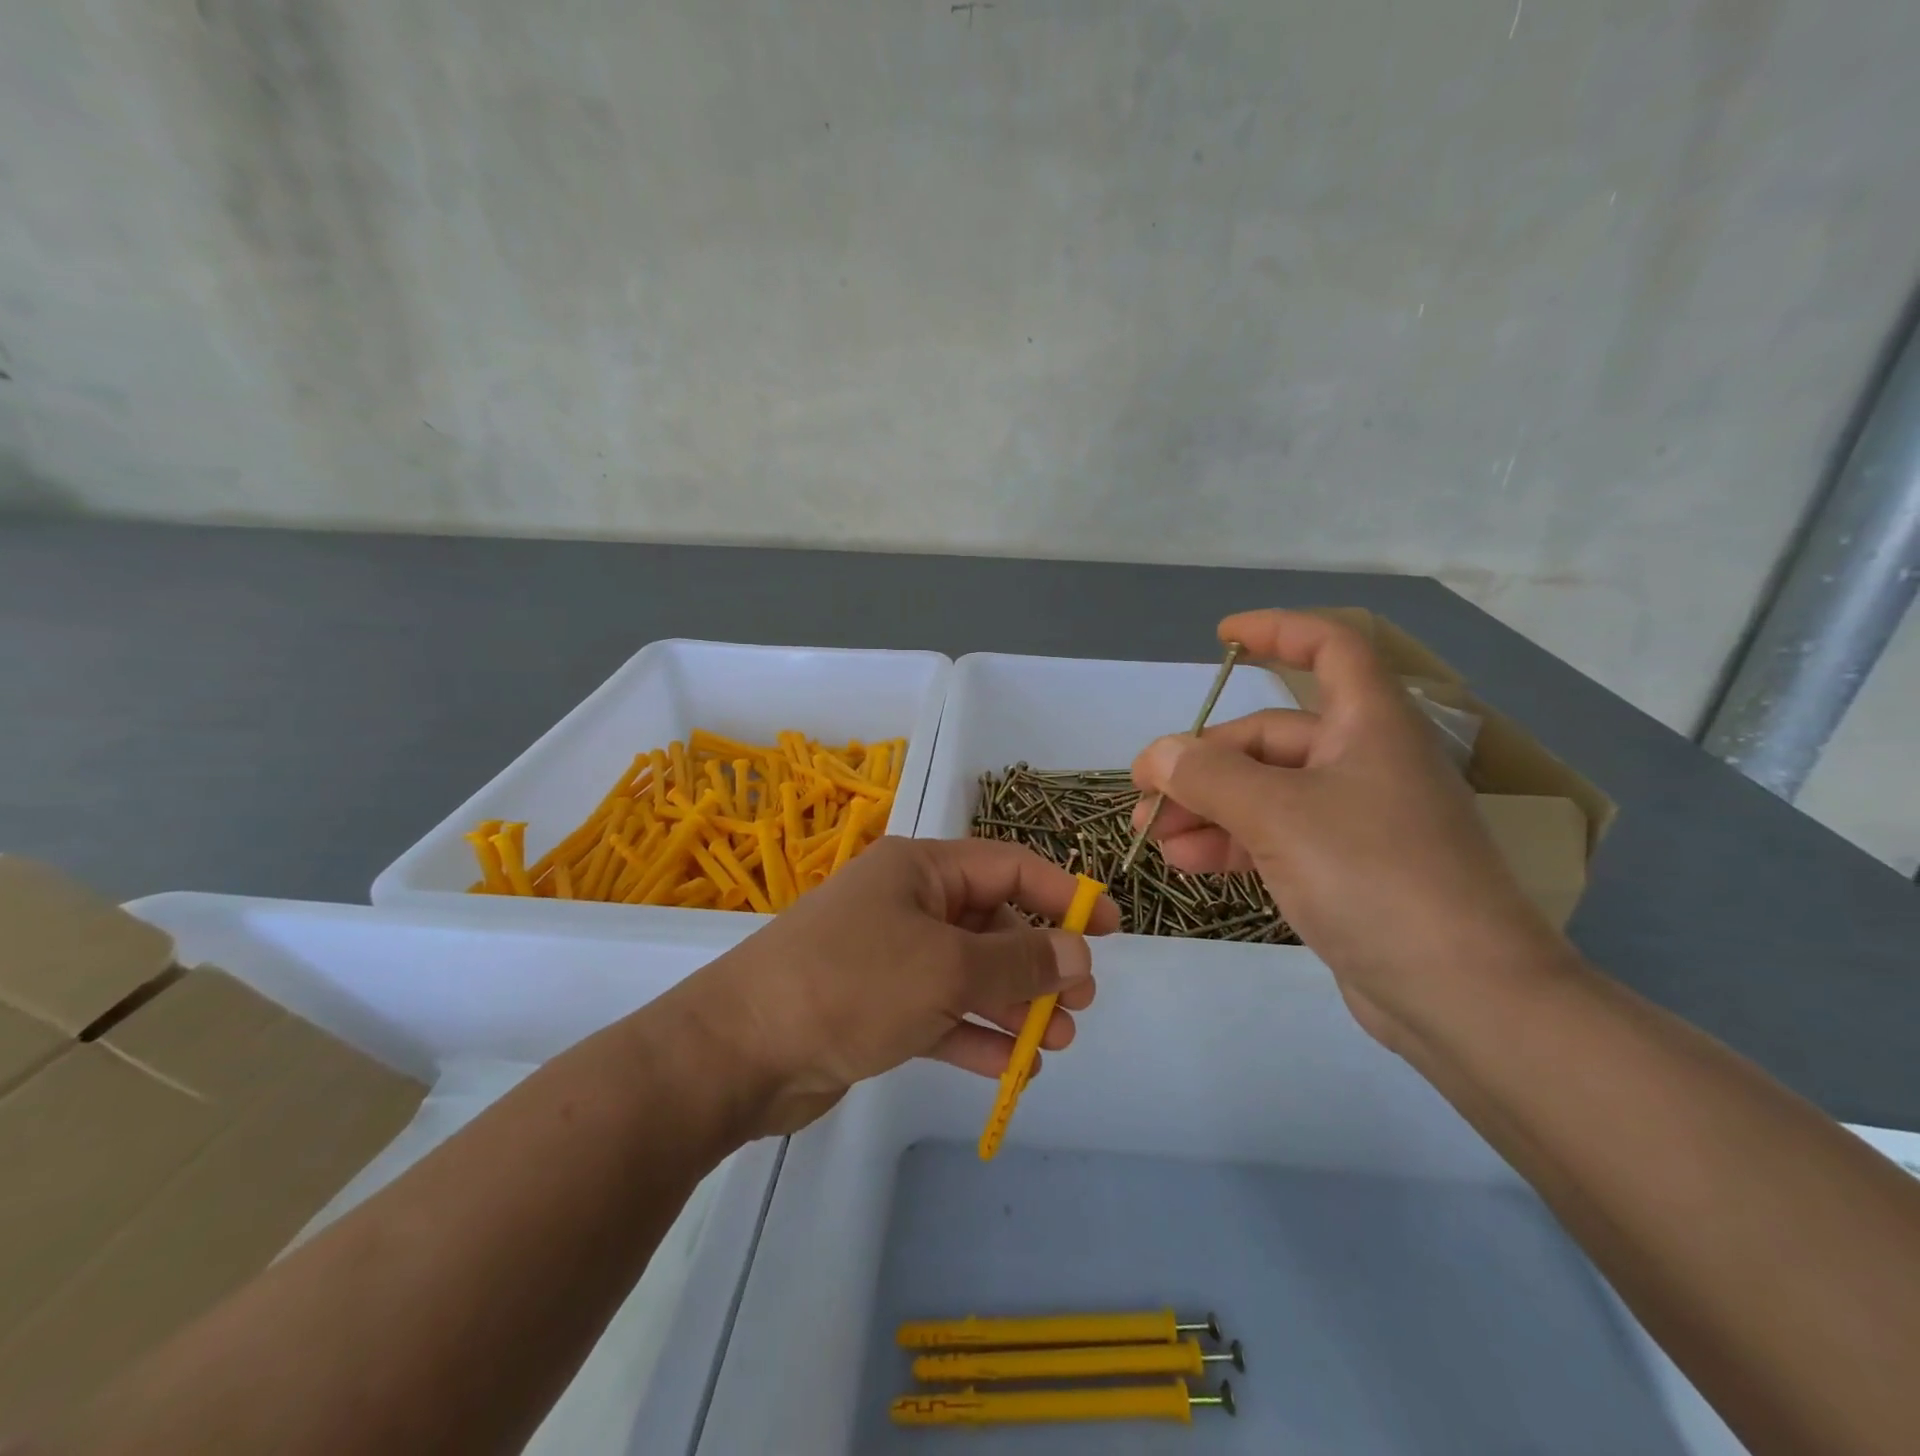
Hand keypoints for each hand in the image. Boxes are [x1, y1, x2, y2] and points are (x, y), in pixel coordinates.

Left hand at [679, 837, 1118, 1135]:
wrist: (740, 1051)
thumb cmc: (852, 983)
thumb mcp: (946, 968)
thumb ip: (1018, 961)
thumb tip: (1077, 952)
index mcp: (921, 870)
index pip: (1009, 867)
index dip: (1063, 894)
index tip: (1110, 928)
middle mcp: (908, 904)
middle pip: (992, 923)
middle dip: (1039, 961)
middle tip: (1081, 1002)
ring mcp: (890, 957)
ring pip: (970, 973)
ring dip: (1014, 1005)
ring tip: (1059, 1042)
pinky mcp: (877, 1007)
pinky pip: (941, 1013)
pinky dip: (976, 1035)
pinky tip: (1013, 1068)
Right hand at [1130, 609, 1567, 1044]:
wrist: (1464, 997)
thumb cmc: (1375, 876)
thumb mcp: (1278, 815)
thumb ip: (1208, 776)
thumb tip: (1156, 755)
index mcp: (1369, 724)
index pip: (1330, 648)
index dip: (1277, 632)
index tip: (1221, 637)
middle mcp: (1364, 761)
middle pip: (1271, 738)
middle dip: (1203, 761)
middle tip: (1146, 793)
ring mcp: (1356, 819)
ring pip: (1265, 792)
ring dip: (1206, 807)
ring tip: (1152, 834)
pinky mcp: (1345, 870)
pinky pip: (1275, 837)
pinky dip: (1230, 842)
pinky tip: (1186, 861)